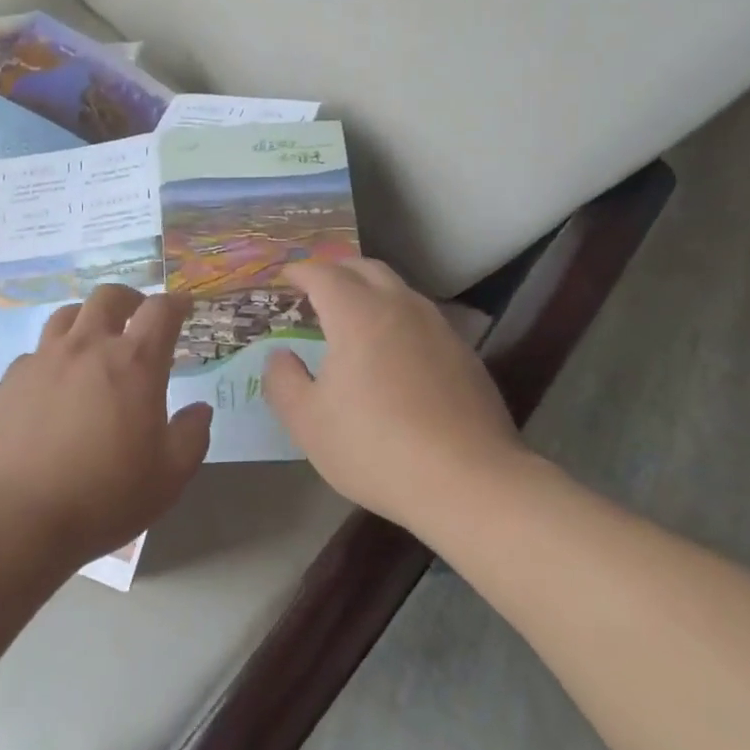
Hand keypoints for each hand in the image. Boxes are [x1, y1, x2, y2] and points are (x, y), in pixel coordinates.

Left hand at [0, 285, 212, 569]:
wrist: (16, 515)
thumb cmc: (104, 496)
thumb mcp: (168, 477)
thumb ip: (191, 436)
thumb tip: (200, 409)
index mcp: (133, 363)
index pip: (160, 311)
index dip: (176, 303)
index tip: (184, 307)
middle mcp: (87, 347)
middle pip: (108, 297)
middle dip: (130, 299)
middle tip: (138, 316)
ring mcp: (44, 359)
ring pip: (67, 314)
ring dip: (88, 317)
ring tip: (94, 339)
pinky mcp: (11, 378)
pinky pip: (37, 351)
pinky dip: (54, 354)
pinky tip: (55, 381)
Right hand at [263, 258, 535, 532]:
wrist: (469, 482)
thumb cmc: (375, 447)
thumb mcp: (308, 421)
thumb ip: (283, 380)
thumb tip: (281, 356)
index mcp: (358, 315)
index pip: (323, 274)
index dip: (299, 271)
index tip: (284, 278)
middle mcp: (401, 308)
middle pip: (366, 268)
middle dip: (336, 270)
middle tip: (315, 289)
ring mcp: (438, 328)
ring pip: (399, 290)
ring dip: (370, 291)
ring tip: (352, 317)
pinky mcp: (464, 354)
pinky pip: (421, 319)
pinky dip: (397, 319)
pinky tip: (392, 353)